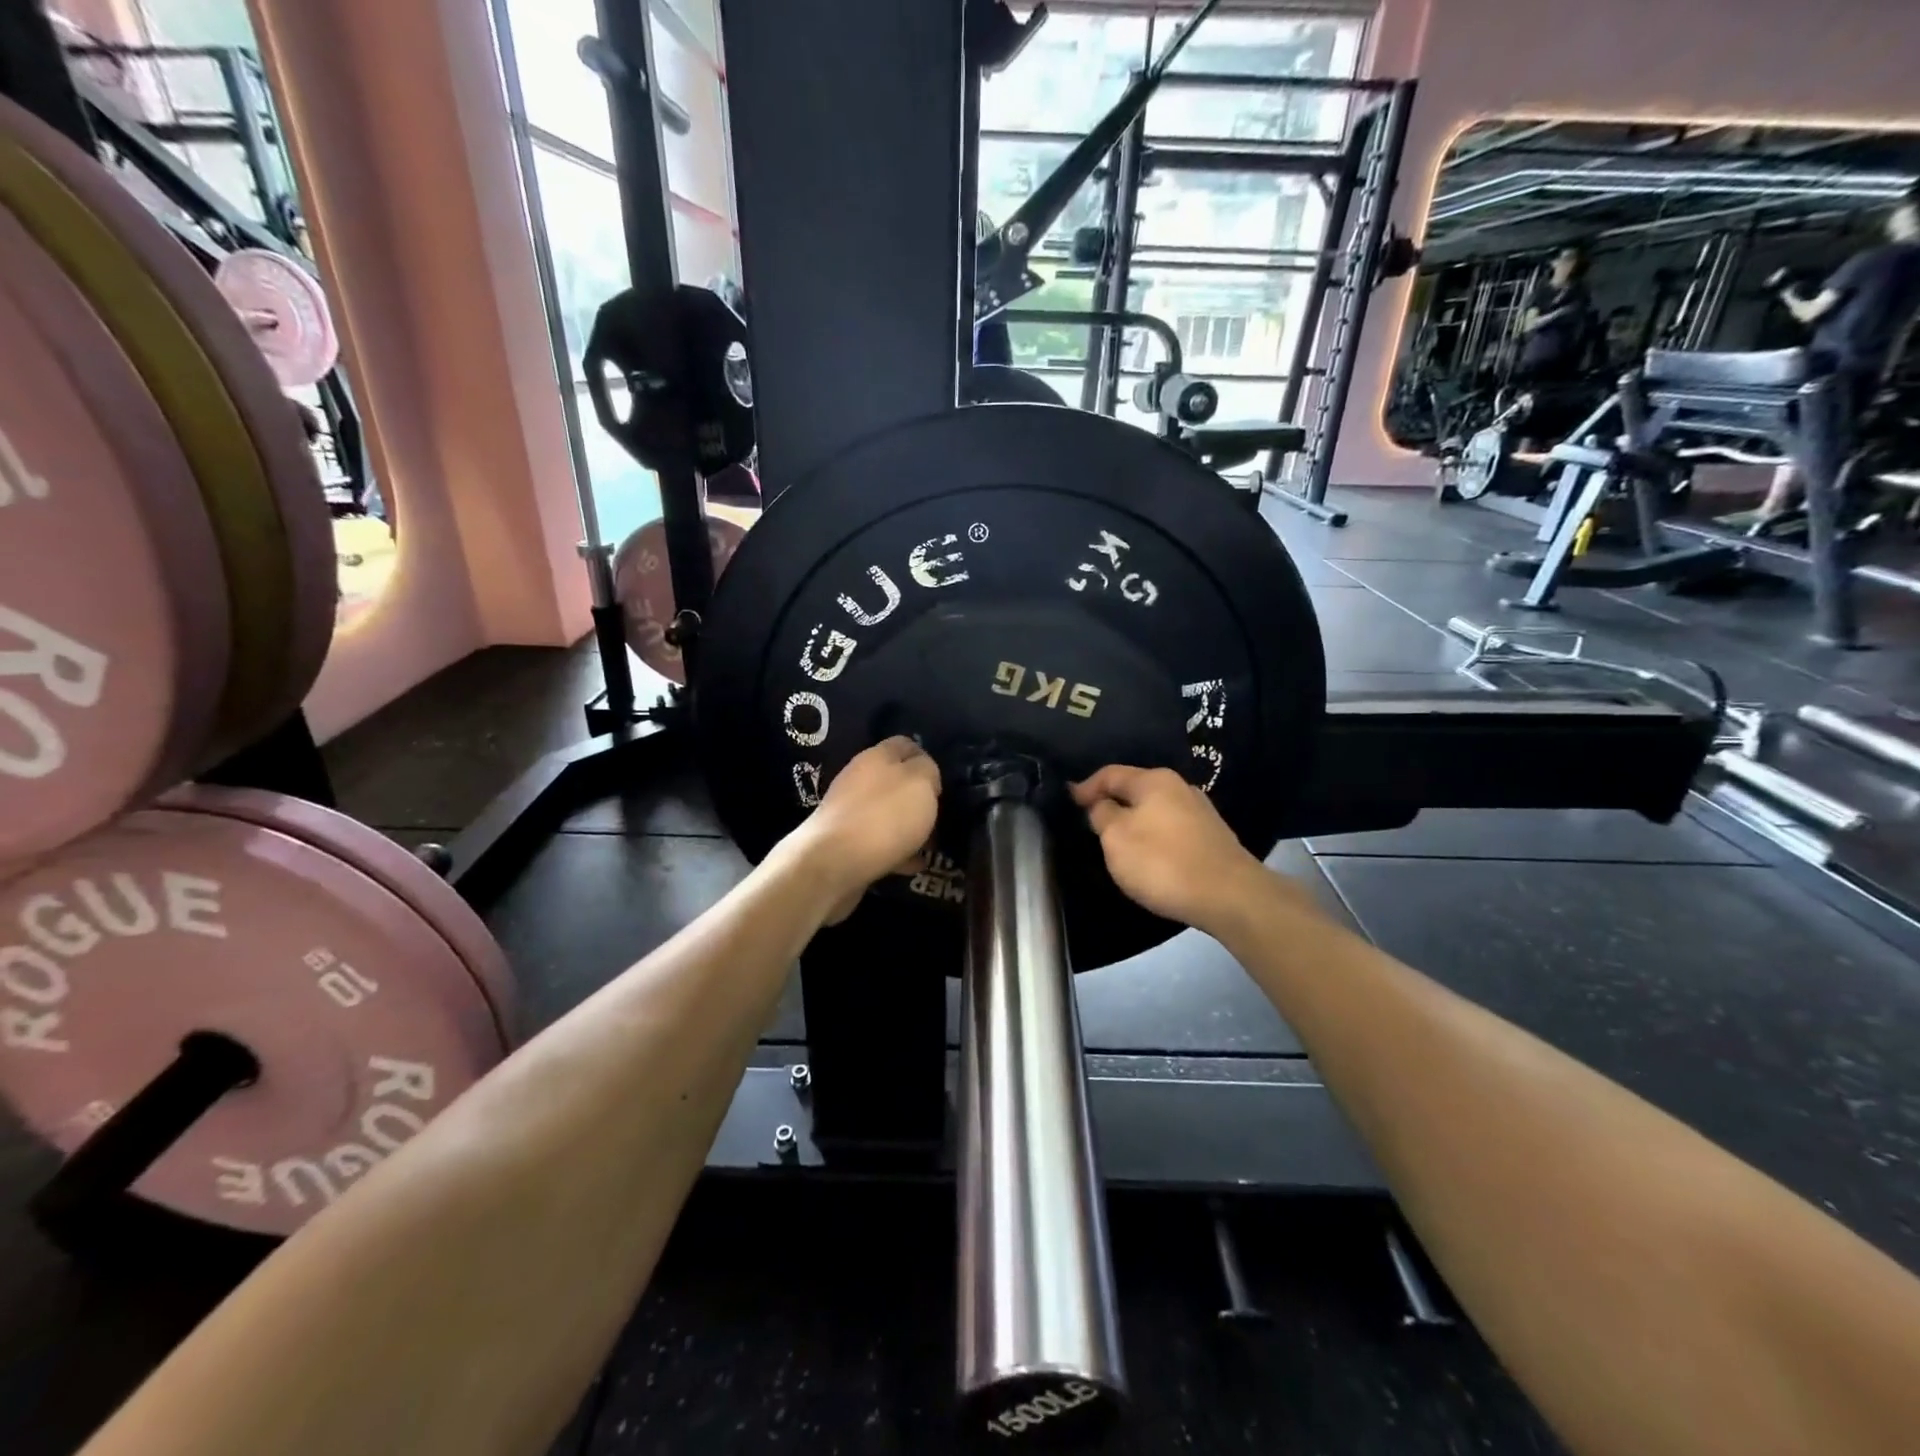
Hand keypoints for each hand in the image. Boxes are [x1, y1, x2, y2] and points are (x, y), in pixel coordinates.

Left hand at [792, 737, 940, 923]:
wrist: (832, 864)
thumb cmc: (883, 817)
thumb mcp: (920, 783)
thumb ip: (928, 771)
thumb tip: (925, 775)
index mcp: (877, 756)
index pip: (905, 744)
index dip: (927, 759)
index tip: (942, 784)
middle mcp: (860, 779)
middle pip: (895, 781)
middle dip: (918, 798)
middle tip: (939, 816)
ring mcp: (849, 812)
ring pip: (887, 813)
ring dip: (908, 827)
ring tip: (930, 845)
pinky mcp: (844, 843)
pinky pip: (878, 842)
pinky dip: (897, 851)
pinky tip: (913, 865)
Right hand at [1071, 765, 1265, 933]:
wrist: (1229, 896)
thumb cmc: (1163, 862)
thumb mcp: (1116, 838)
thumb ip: (1102, 814)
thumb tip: (1101, 804)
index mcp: (1154, 780)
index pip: (1110, 774)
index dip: (1086, 787)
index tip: (1069, 801)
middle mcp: (1180, 787)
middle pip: (1135, 789)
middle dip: (1112, 803)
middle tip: (1091, 822)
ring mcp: (1200, 812)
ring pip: (1155, 810)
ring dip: (1134, 821)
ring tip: (1117, 840)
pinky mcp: (1212, 837)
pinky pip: (1171, 829)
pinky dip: (1154, 836)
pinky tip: (1149, 854)